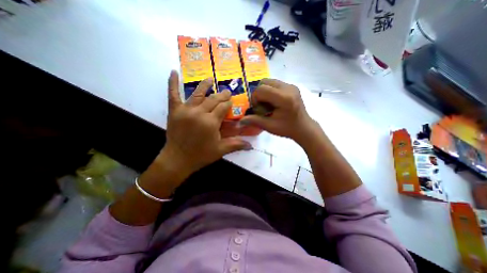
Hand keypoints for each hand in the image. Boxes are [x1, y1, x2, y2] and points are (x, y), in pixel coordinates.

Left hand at [154, 71, 248, 178]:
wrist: (177, 160)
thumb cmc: (200, 155)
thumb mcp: (220, 150)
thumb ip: (236, 145)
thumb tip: (251, 146)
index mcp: (211, 122)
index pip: (223, 107)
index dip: (228, 103)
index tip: (232, 101)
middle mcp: (199, 113)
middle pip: (213, 99)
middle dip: (222, 95)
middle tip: (227, 92)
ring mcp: (185, 110)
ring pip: (198, 94)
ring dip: (205, 85)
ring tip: (210, 79)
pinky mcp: (174, 111)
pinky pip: (173, 94)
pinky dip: (172, 83)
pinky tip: (174, 72)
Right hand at [240, 78, 317, 144]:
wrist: (303, 128)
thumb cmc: (287, 129)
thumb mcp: (270, 126)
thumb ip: (254, 120)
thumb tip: (240, 121)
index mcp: (284, 98)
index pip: (262, 89)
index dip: (255, 98)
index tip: (258, 109)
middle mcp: (288, 88)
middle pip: (264, 82)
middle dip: (259, 94)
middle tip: (261, 105)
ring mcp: (291, 86)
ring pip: (269, 81)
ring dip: (264, 91)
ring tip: (267, 103)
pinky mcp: (292, 86)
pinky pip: (275, 83)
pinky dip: (270, 91)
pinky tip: (273, 101)